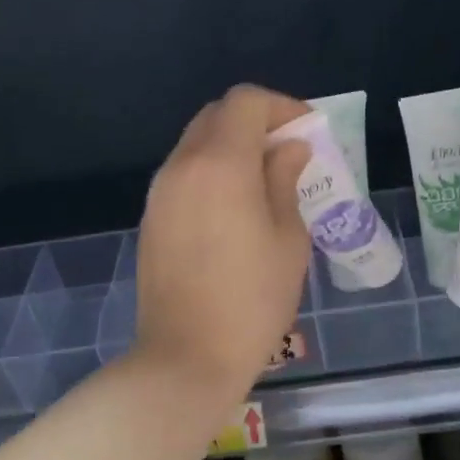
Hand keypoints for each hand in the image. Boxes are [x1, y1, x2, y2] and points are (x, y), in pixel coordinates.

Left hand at [134, 85, 313, 403]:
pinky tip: (235, 209)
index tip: (307, 133)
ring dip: (232, 148)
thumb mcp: (288, 240)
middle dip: (256, 123)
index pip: (245, 101)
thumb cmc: (252, 301)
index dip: (282, 107)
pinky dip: (212, 173)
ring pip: (196, 145)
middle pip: (216, 116)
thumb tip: (288, 150)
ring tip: (265, 182)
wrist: (187, 357)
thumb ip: (284, 181)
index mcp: (220, 164)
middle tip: (289, 154)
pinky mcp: (151, 219)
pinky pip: (184, 176)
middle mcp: (181, 167)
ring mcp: (160, 193)